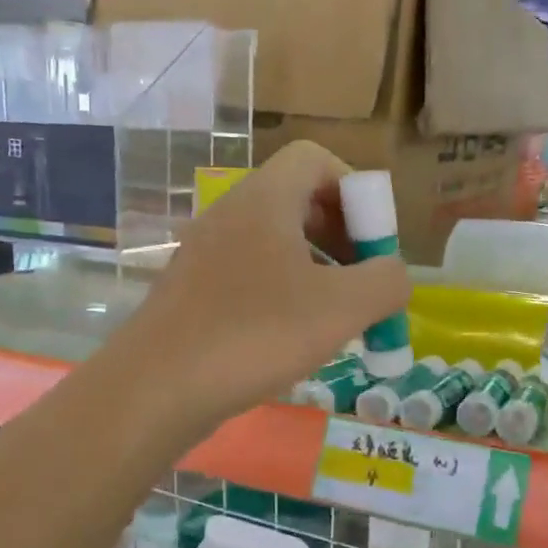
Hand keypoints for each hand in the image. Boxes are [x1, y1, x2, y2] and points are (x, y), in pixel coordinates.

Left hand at [122, 142, 410, 424]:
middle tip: (362, 283)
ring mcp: (204, 253)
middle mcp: (230, 214)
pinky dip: (281, 294)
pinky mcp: (191, 290)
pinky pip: (249, 274)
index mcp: (264, 200)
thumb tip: (394, 274)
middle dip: (342, 236)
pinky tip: (291, 340)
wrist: (154, 389)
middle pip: (298, 200)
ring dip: (315, 270)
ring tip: (334, 318)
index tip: (373, 242)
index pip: (315, 159)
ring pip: (274, 243)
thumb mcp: (342, 308)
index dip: (355, 191)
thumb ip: (387, 282)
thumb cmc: (254, 335)